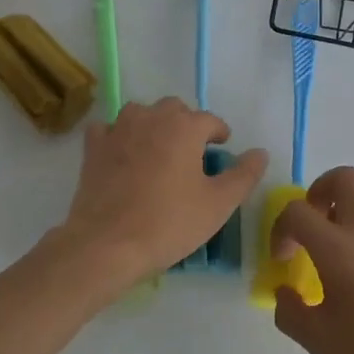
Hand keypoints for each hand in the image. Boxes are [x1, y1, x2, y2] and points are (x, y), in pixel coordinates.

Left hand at [60, 98, 265, 282]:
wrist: (107, 244)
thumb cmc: (170, 222)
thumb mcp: (219, 204)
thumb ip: (244, 175)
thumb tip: (260, 152)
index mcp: (185, 127)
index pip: (210, 120)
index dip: (219, 134)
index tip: (222, 149)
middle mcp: (151, 117)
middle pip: (174, 109)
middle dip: (186, 125)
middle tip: (192, 154)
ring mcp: (118, 129)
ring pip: (140, 113)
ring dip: (152, 125)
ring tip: (158, 151)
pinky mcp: (93, 147)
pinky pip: (108, 129)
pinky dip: (117, 136)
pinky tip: (122, 155)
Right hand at [271, 167, 353, 353]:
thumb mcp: (319, 341)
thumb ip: (290, 313)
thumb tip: (284, 292)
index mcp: (337, 248)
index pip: (298, 211)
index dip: (280, 228)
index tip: (283, 259)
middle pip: (343, 179)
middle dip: (317, 191)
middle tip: (309, 226)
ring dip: (342, 210)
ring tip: (332, 250)